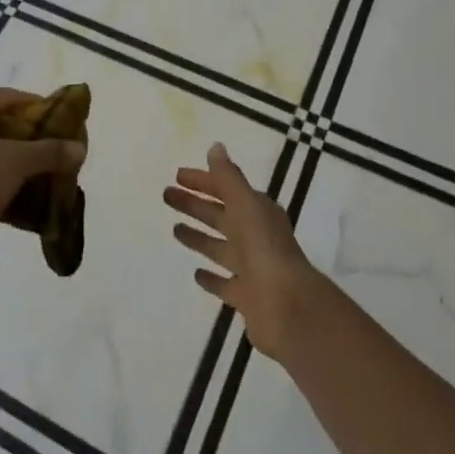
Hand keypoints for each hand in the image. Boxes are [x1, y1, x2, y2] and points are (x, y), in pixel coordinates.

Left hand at [0, 88, 86, 269]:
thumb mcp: (18, 162)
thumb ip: (50, 151)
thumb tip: (80, 147)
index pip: (10, 96)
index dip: (38, 104)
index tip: (62, 120)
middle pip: (3, 122)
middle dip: (32, 135)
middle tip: (58, 147)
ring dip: (21, 158)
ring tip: (47, 170)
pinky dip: (7, 177)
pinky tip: (27, 192)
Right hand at [164, 143, 325, 363]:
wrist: (287, 307)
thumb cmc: (264, 248)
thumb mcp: (245, 204)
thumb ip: (228, 177)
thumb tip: (216, 147)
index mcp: (257, 212)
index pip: (226, 190)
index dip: (202, 182)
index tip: (177, 176)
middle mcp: (256, 237)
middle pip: (220, 216)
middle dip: (195, 205)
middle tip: (167, 196)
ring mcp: (251, 268)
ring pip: (219, 248)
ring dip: (199, 237)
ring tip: (174, 230)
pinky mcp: (246, 297)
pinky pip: (224, 284)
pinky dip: (210, 278)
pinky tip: (196, 274)